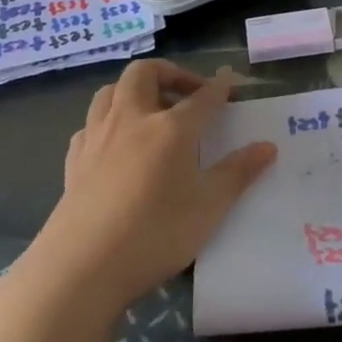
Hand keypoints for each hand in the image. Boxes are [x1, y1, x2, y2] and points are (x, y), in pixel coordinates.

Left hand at [36, 61, 275, 311]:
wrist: (82, 267)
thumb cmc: (156, 233)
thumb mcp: (210, 206)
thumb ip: (239, 172)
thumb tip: (267, 147)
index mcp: (171, 128)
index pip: (202, 96)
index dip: (220, 86)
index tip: (231, 81)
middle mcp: (132, 120)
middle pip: (145, 74)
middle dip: (170, 74)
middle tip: (188, 94)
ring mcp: (98, 138)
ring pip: (110, 91)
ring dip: (133, 91)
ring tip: (150, 112)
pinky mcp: (74, 161)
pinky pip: (90, 125)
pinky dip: (107, 123)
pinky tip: (116, 144)